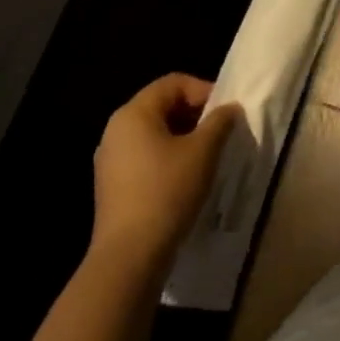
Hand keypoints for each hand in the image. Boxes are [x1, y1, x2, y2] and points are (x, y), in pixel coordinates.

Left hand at [90, 74, 239, 268]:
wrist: (129, 258)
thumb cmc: (167, 191)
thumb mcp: (203, 151)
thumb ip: (220, 122)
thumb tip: (229, 109)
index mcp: (133, 113)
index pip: (173, 83)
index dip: (204, 90)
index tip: (226, 113)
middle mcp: (115, 130)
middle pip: (162, 106)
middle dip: (195, 115)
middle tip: (221, 133)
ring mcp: (110, 160)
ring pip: (154, 134)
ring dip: (184, 138)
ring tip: (208, 157)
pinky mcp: (112, 187)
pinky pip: (145, 157)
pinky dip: (168, 158)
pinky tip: (187, 179)